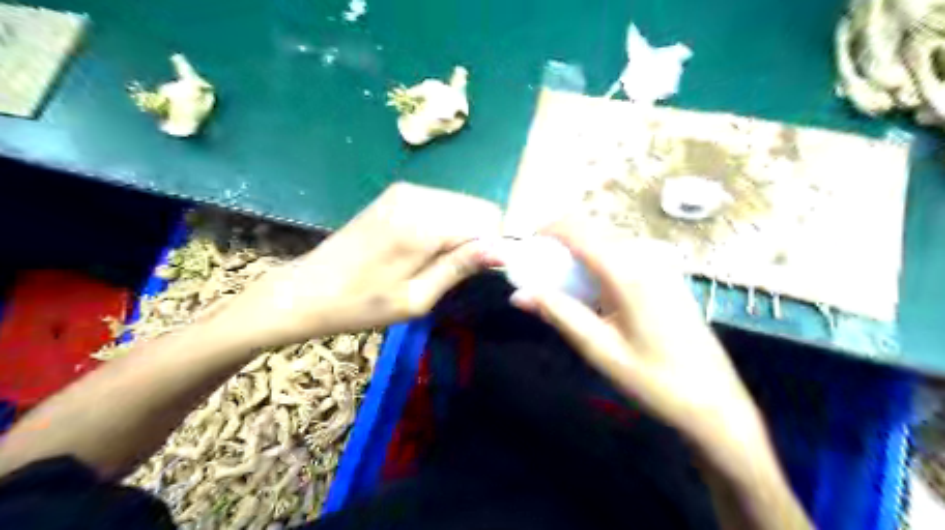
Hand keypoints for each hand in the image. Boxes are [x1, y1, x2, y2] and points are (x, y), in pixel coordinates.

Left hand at [208, 183, 500, 350]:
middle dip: (482, 237)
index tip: (486, 273)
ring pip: (461, 204)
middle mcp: (418, 196)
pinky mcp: (397, 194)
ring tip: (442, 262)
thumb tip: (502, 251)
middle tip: (462, 271)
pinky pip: (441, 203)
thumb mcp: (416, 299)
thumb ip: (459, 267)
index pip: (488, 220)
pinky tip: (428, 248)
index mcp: (423, 224)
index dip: (495, 247)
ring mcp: (406, 191)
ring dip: (464, 231)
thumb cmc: (361, 305)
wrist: (307, 290)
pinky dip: (447, 224)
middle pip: (478, 207)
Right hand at [510, 217, 765, 460]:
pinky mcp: (667, 273)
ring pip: (606, 240)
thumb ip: (558, 313)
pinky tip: (595, 293)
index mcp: (627, 273)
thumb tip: (518, 295)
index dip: (545, 231)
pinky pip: (623, 253)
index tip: (525, 249)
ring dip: (578, 253)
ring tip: (564, 288)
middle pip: (591, 230)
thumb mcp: (599, 348)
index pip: (577, 230)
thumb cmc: (654, 380)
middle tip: (540, 275)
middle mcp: (645, 256)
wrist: (714, 401)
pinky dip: (598, 262)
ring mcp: (660, 262)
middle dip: (559, 244)